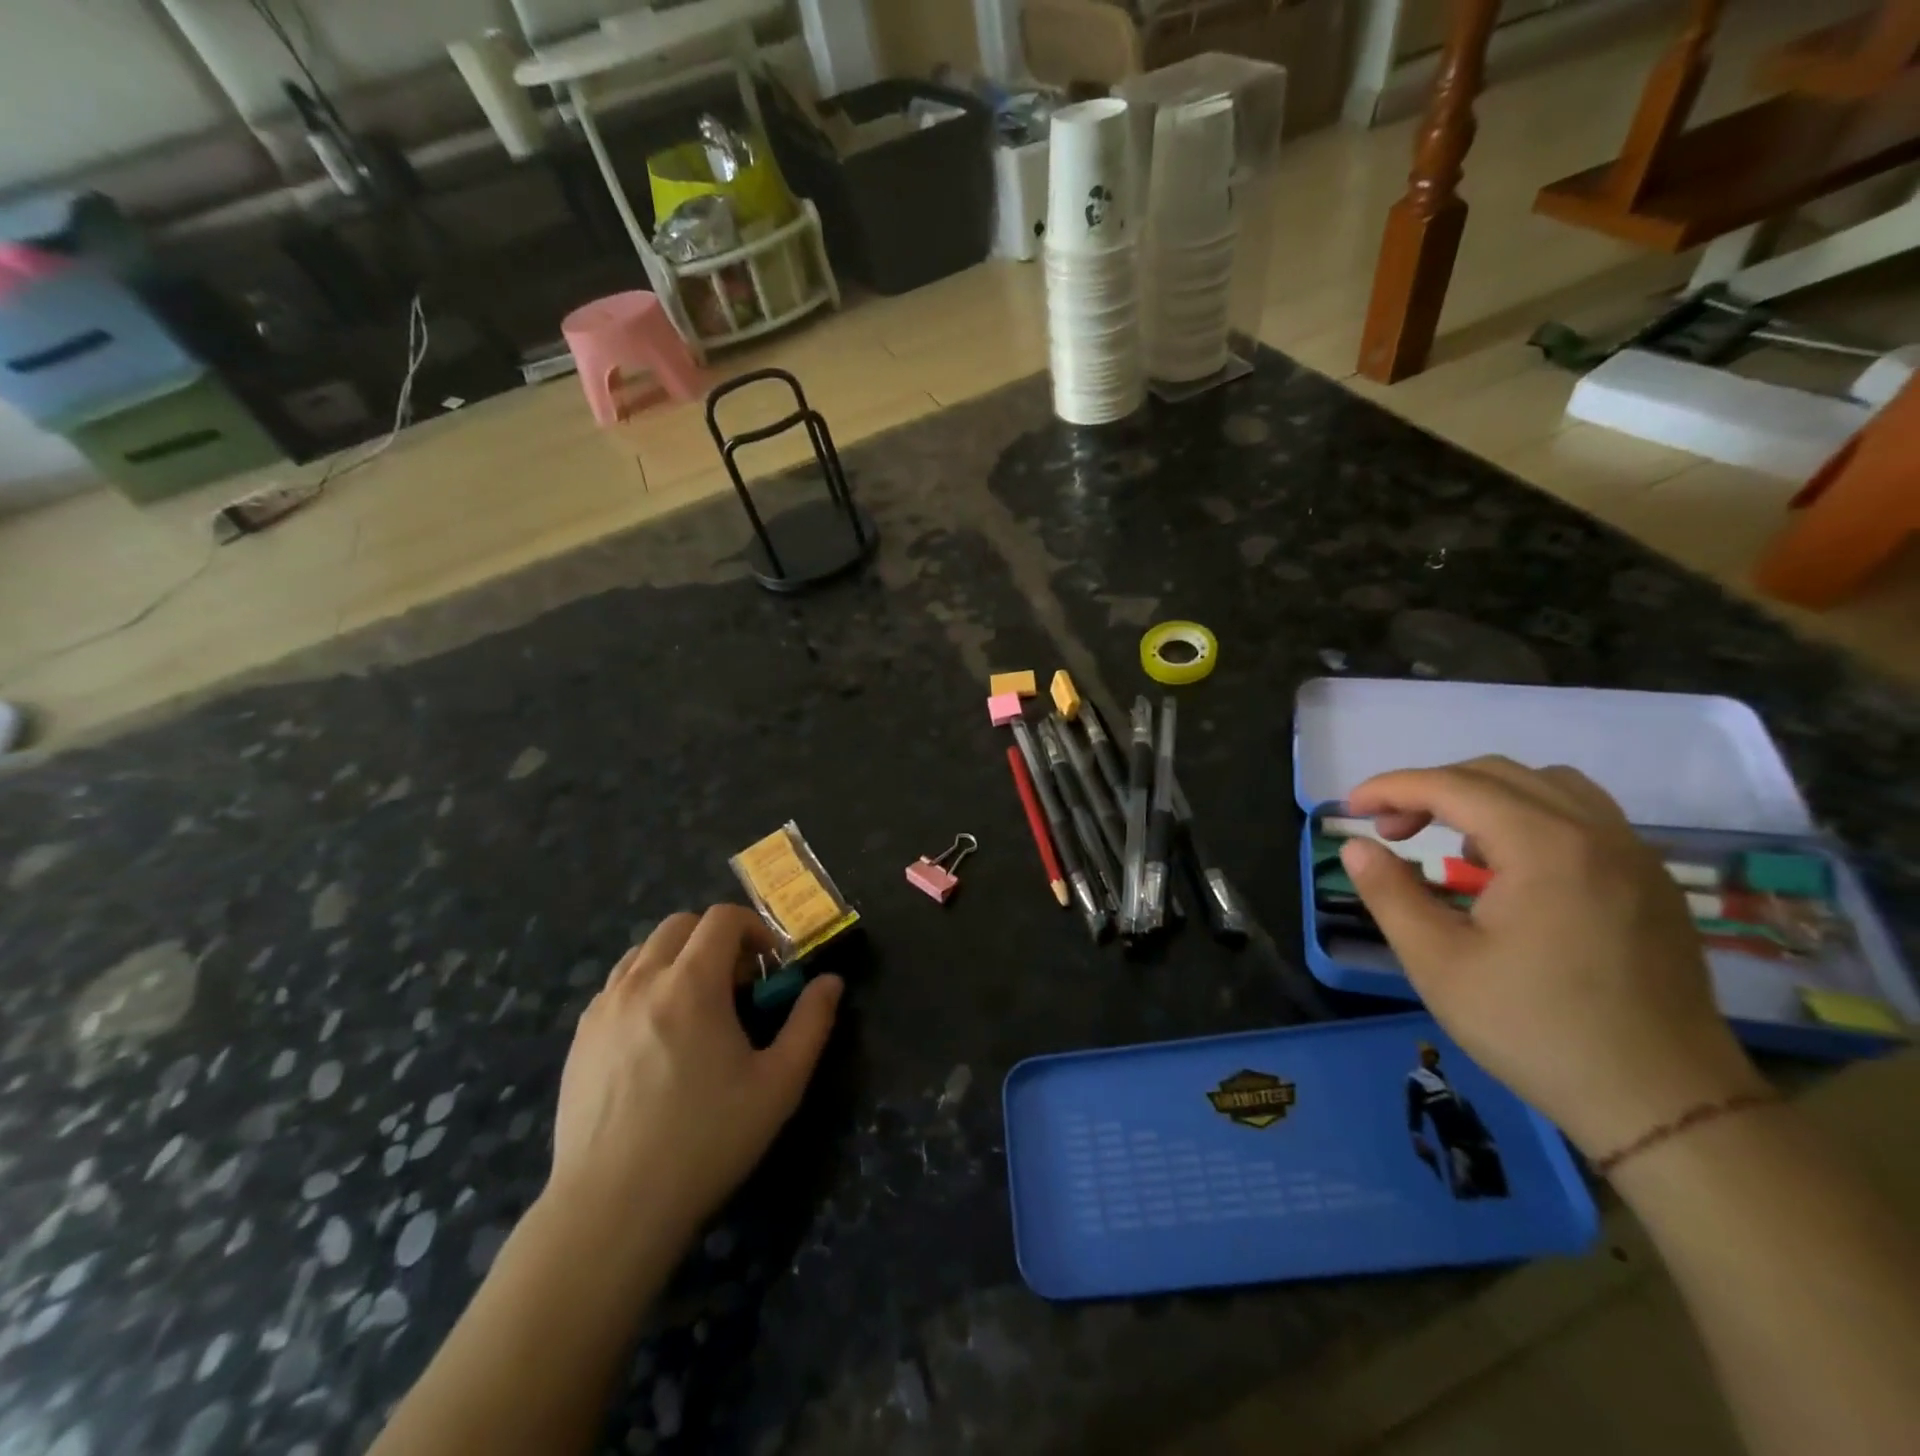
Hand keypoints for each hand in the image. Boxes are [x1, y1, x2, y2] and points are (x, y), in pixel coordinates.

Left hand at [547, 906, 842, 1250]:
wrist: (612, 1208)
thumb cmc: (705, 1140)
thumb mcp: (779, 1084)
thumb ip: (811, 1023)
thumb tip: (830, 982)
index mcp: (691, 984)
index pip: (721, 918)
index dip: (754, 928)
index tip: (769, 966)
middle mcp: (641, 982)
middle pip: (680, 924)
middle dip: (716, 939)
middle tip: (737, 985)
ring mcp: (603, 1009)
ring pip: (643, 951)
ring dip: (678, 959)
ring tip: (696, 1006)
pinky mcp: (580, 1038)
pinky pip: (616, 986)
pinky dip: (645, 986)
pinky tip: (657, 1036)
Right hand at [1341, 756, 1765, 1159]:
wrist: (1665, 1104)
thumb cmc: (1537, 1030)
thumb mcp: (1438, 964)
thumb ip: (1390, 894)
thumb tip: (1356, 846)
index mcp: (1545, 847)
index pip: (1452, 786)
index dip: (1391, 787)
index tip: (1348, 808)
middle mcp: (1595, 833)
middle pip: (1497, 775)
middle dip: (1430, 789)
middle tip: (1389, 830)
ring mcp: (1632, 855)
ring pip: (1546, 786)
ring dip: (1483, 796)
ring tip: (1450, 842)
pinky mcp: (1650, 881)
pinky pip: (1583, 815)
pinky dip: (1529, 815)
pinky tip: (1509, 866)